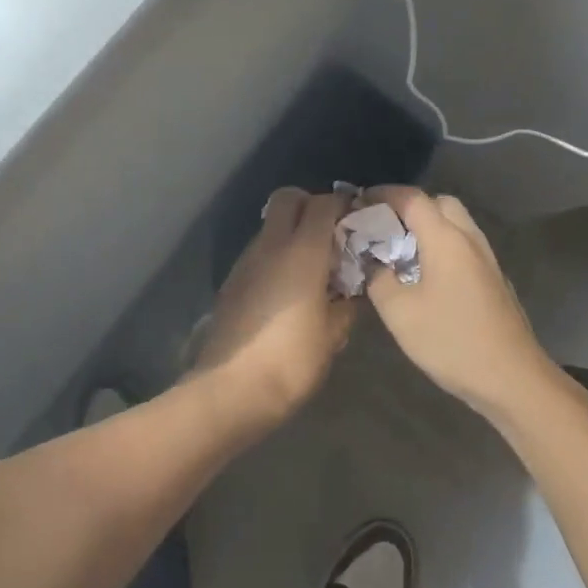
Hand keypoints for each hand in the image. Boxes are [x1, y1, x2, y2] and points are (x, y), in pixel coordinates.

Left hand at [197, 188, 355, 418]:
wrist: (229, 390)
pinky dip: (276, 255)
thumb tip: (351, 290)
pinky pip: (259, 251)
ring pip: (270, 224)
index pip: (323, 204)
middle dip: (310, 204)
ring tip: (312, 266)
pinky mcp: (232, 280)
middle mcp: (270, 246)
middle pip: (288, 197)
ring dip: (292, 231)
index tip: (358, 221)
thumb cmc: (291, 361)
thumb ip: (346, 304)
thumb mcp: (333, 336)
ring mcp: (246, 261)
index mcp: (302, 252)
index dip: (343, 205)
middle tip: (331, 234)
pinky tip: (288, 289)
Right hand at [362, 188, 556, 419]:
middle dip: (410, 207)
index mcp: (446, 239)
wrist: (512, 379)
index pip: (412, 198)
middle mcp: (470, 239)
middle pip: (440, 203)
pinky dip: (443, 247)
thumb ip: (378, 279)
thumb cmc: (451, 341)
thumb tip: (373, 263)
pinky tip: (427, 276)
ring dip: (429, 228)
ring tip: (401, 252)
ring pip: (456, 225)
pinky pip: (465, 247)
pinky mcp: (495, 280)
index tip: (360, 202)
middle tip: (384, 227)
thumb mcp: (400, 313)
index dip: (384, 194)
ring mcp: (487, 260)